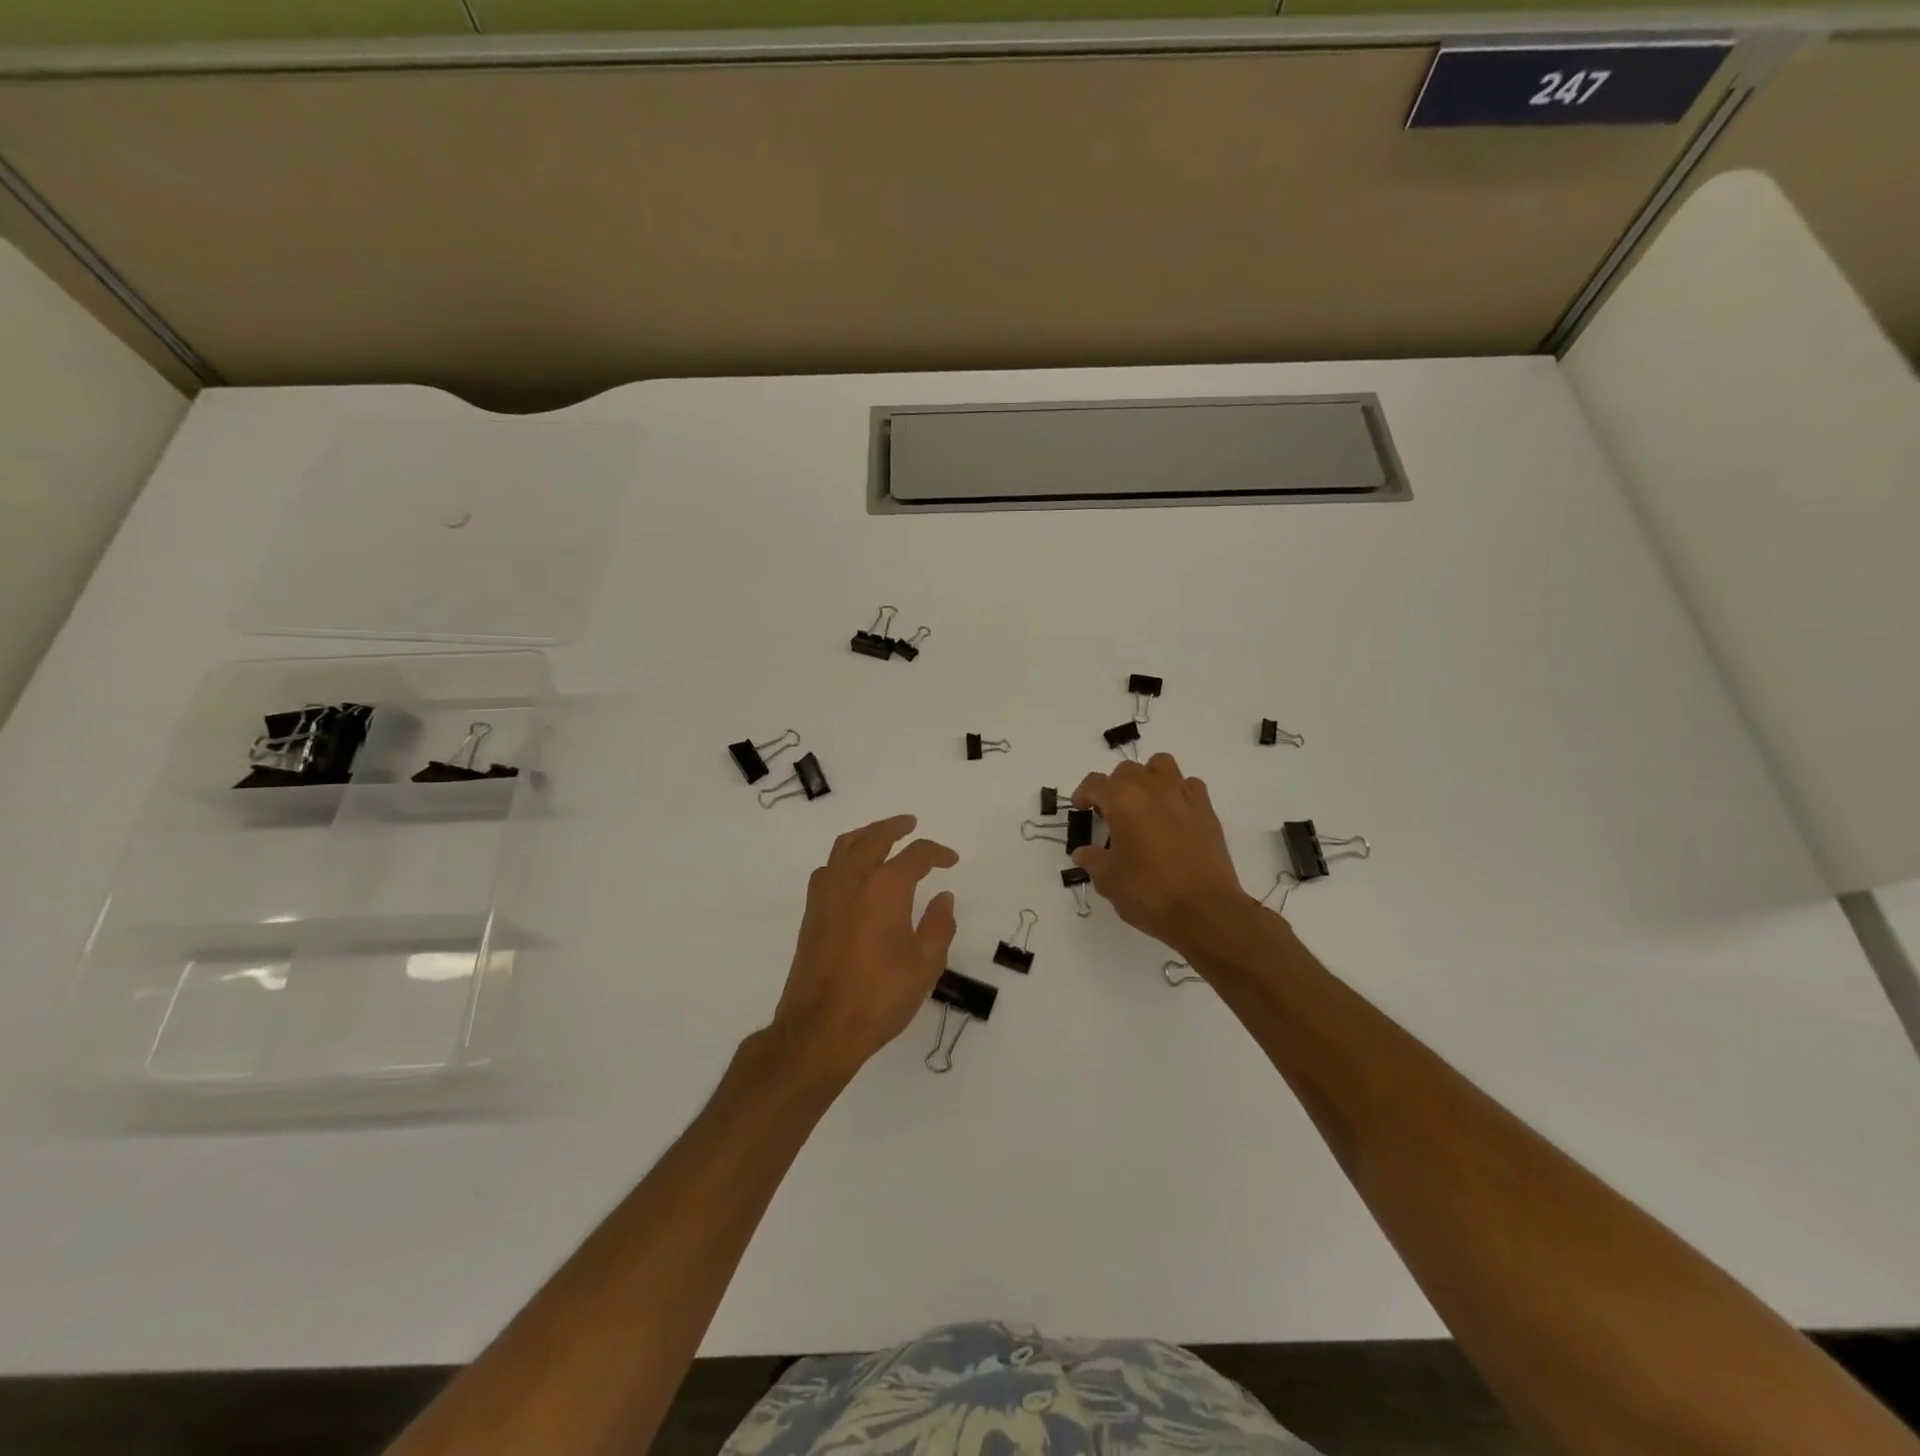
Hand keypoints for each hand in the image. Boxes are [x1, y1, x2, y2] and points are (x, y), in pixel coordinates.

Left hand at [769, 815, 958, 1084]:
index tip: (951, 861)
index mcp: (886, 887)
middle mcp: (853, 879)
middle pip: (874, 837)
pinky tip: (851, 873)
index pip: (916, 855)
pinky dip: (843, 859)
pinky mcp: (811, 913)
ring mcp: (826, 894)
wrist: (820, 1027)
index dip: (937, 853)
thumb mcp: (925, 964)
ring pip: (844, 847)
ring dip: (866, 835)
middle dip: (895, 827)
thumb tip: (943, 898)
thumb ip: (938, 925)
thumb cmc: (880, 995)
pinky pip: (827, 869)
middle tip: (911, 824)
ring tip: (880, 838)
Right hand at [1071, 754, 1254, 952]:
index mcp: (1123, 801)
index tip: (1082, 809)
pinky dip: (1177, 792)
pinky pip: (1189, 785)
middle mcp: (1152, 789)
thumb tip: (1083, 852)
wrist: (1205, 911)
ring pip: (1161, 765)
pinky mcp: (1206, 810)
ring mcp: (1183, 796)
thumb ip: (1093, 860)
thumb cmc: (1149, 893)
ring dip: (1147, 778)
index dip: (1084, 794)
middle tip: (1111, 813)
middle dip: (1114, 787)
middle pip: (1127, 770)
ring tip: (1144, 804)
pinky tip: (1173, 815)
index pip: (1095, 783)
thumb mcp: (1108, 880)